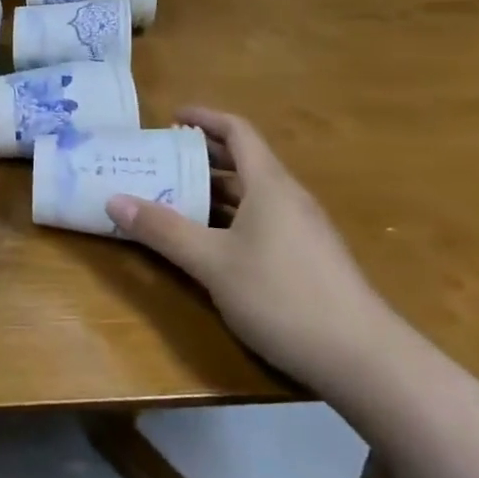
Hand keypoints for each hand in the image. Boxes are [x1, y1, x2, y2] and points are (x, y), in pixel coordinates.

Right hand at [104, 108, 394, 388]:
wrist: (365, 360)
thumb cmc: (283, 296)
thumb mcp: (212, 263)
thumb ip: (163, 230)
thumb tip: (113, 199)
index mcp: (269, 186)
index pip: (237, 131)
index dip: (204, 118)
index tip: (170, 118)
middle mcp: (288, 199)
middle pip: (243, 162)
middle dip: (200, 156)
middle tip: (159, 160)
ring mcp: (302, 230)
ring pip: (251, 195)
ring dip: (212, 191)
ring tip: (172, 198)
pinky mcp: (307, 259)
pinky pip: (260, 221)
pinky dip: (228, 218)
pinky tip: (208, 243)